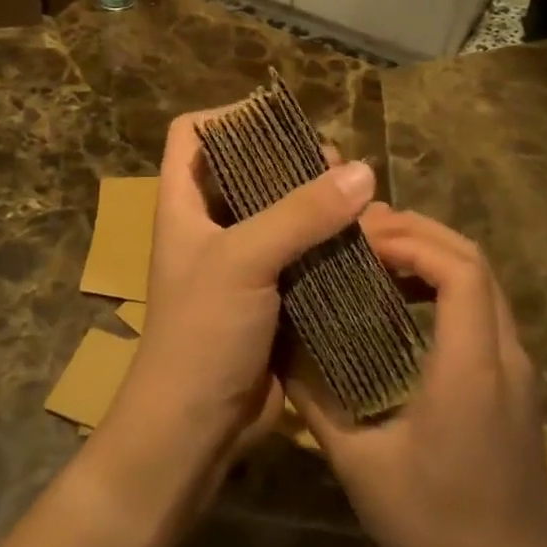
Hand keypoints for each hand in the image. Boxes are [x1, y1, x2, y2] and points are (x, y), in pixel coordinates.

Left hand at [106, 111, 376, 487]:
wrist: (195, 429)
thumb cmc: (201, 333)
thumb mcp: (243, 261)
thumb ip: (300, 213)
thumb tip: (362, 170)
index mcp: (184, 204)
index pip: (191, 134)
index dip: (227, 117)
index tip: (278, 119)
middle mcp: (210, 225)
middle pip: (247, 169)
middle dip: (290, 159)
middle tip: (336, 164)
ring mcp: (240, 262)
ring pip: (280, 212)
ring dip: (317, 203)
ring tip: (359, 199)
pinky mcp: (270, 296)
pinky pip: (301, 253)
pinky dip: (328, 243)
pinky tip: (363, 242)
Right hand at [287, 208, 546, 546]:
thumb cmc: (438, 530)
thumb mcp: (360, 467)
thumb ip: (315, 401)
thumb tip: (276, 348)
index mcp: (471, 367)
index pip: (458, 269)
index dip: (410, 241)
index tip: (359, 243)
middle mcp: (505, 354)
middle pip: (473, 259)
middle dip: (417, 233)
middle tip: (360, 234)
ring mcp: (518, 366)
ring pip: (483, 279)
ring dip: (432, 254)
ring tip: (376, 254)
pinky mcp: (516, 381)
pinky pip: (484, 305)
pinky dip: (445, 282)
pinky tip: (404, 299)